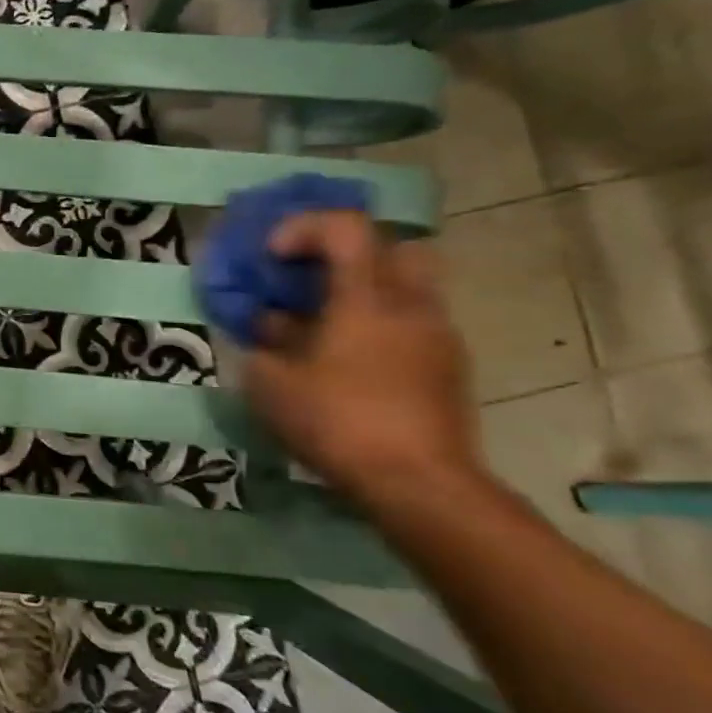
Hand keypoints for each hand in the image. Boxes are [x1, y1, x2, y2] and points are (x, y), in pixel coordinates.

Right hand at [242, 210, 479, 504]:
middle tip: (313, 280)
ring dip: (365, 295)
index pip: (346, 227)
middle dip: (349, 255)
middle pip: (394, 247)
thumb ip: (262, 346)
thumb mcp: (271, 384)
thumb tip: (267, 329)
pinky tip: (349, 365)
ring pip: (406, 290)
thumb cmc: (338, 422)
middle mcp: (411, 305)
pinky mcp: (449, 371)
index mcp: (367, 297)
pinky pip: (411, 327)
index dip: (304, 227)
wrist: (420, 485)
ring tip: (325, 328)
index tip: (273, 256)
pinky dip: (380, 329)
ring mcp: (438, 338)